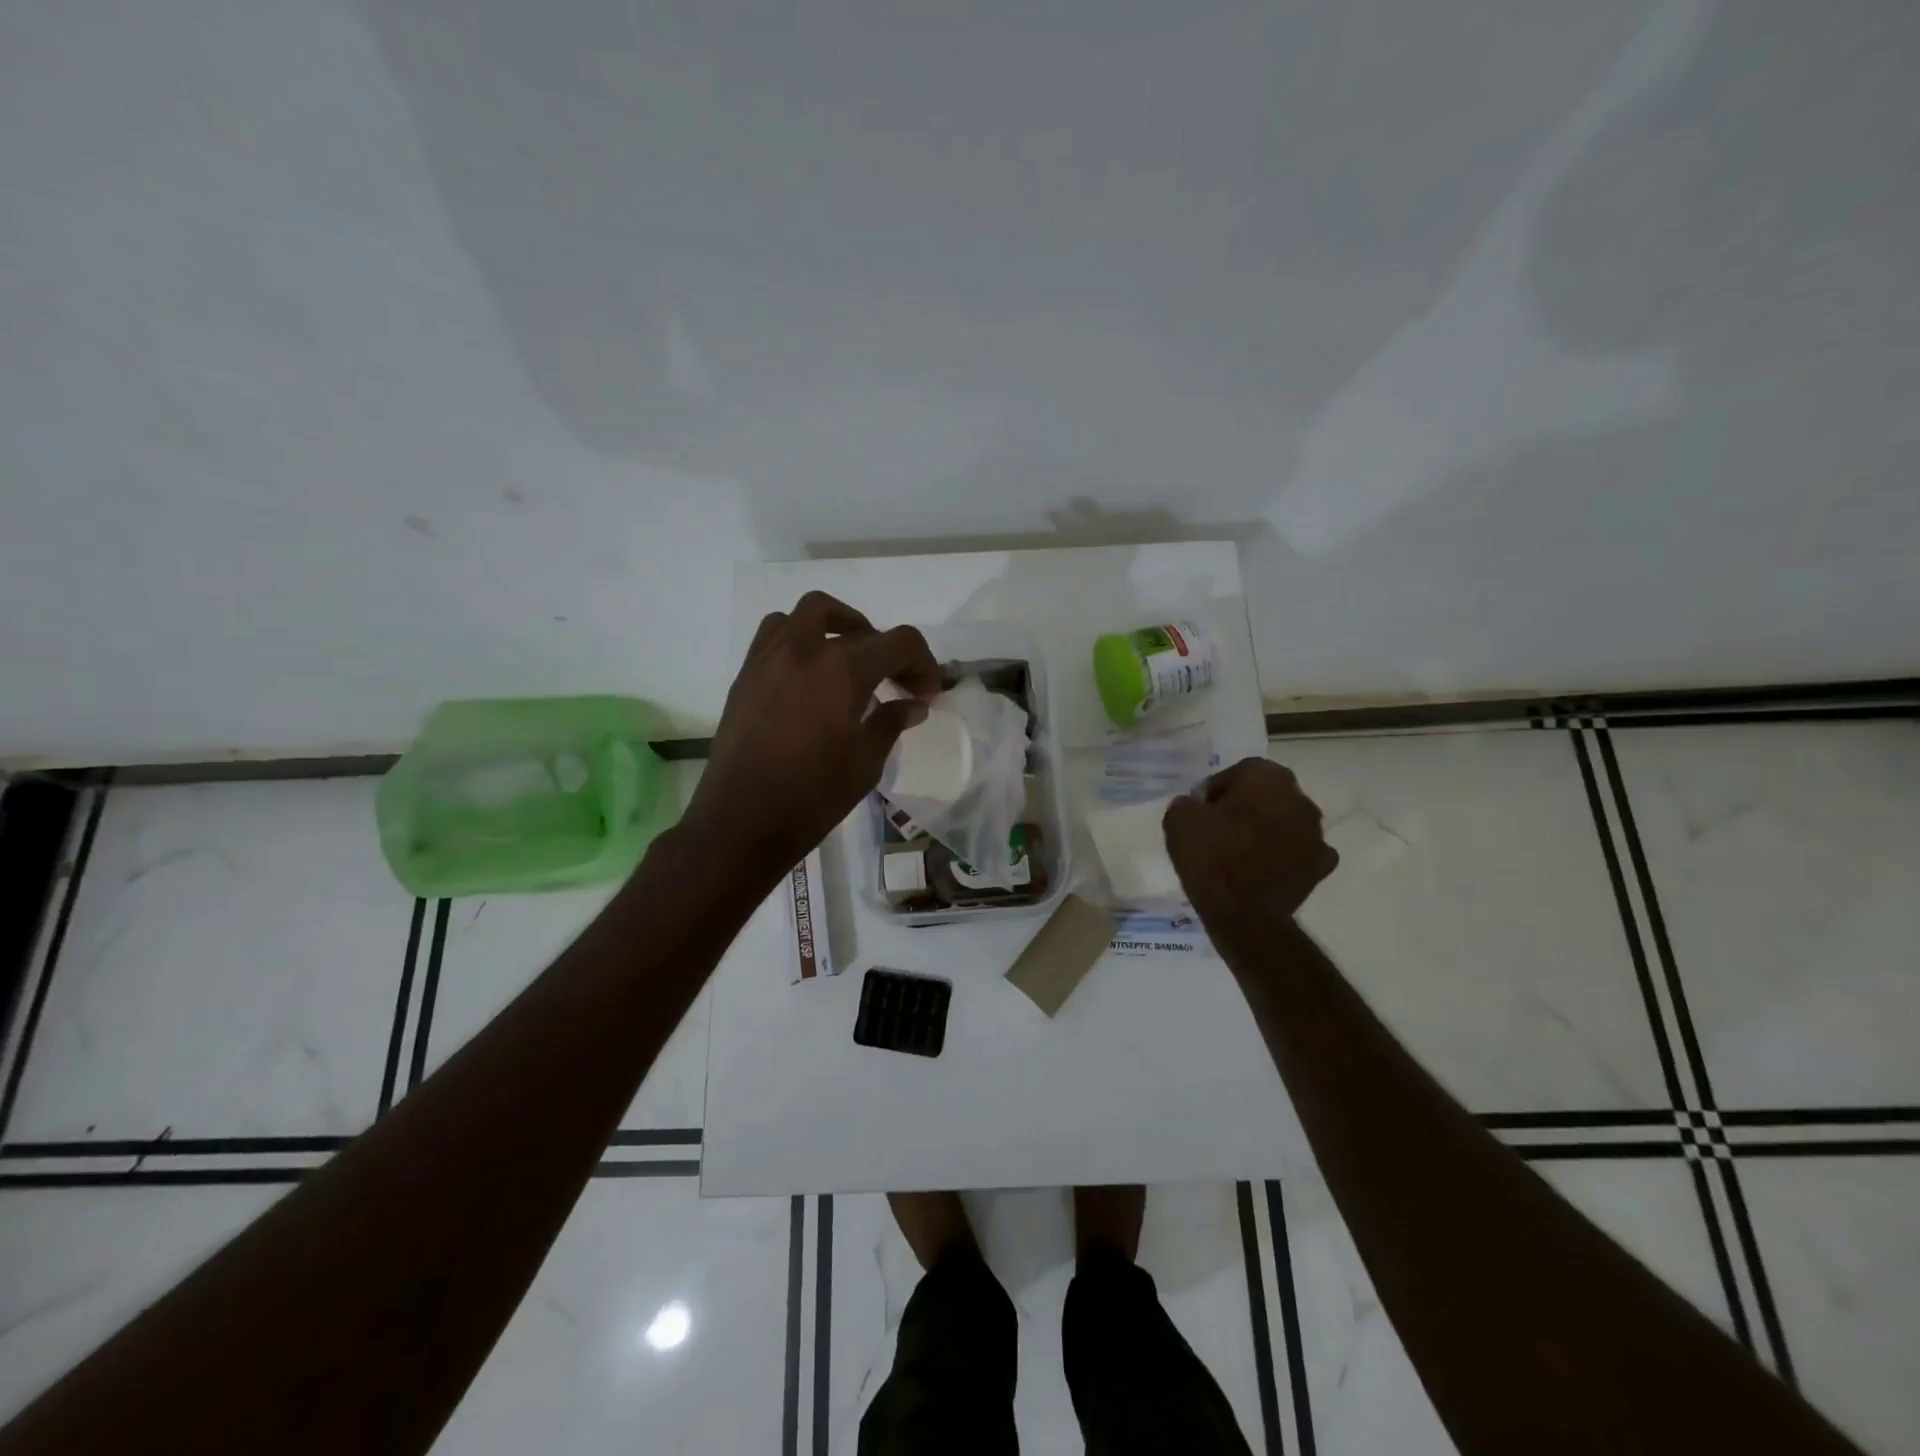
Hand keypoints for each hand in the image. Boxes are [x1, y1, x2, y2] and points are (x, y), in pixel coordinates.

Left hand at [685, 591, 939, 878]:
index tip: (927, 693)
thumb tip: (913, 705)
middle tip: (895, 680)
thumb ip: (891, 723)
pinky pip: (775, 634)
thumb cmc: (813, 796)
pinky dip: (801, 640)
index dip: (923, 662)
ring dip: (837, 627)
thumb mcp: (866, 762)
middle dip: (885, 646)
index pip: (898, 642)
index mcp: (843, 670)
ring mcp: (769, 658)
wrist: (742, 821)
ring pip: (807, 614)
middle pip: (856, 624)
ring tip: (849, 660)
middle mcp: (805, 650)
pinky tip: (810, 676)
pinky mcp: (745, 676)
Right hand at [1162, 758, 1338, 920]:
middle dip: (1246, 807)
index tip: (1201, 811)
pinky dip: (1285, 857)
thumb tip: (1197, 806)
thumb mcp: (1178, 819)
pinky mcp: (1321, 866)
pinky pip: (1299, 852)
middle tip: (1219, 830)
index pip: (1237, 772)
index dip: (1216, 791)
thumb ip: (1188, 802)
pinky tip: (1263, 870)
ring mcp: (1316, 833)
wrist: (1244, 914)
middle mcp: (1299, 797)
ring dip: (1268, 830)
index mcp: (1266, 776)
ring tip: (1239, 853)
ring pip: (1286, 821)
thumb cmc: (1211, 856)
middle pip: (1266, 794)